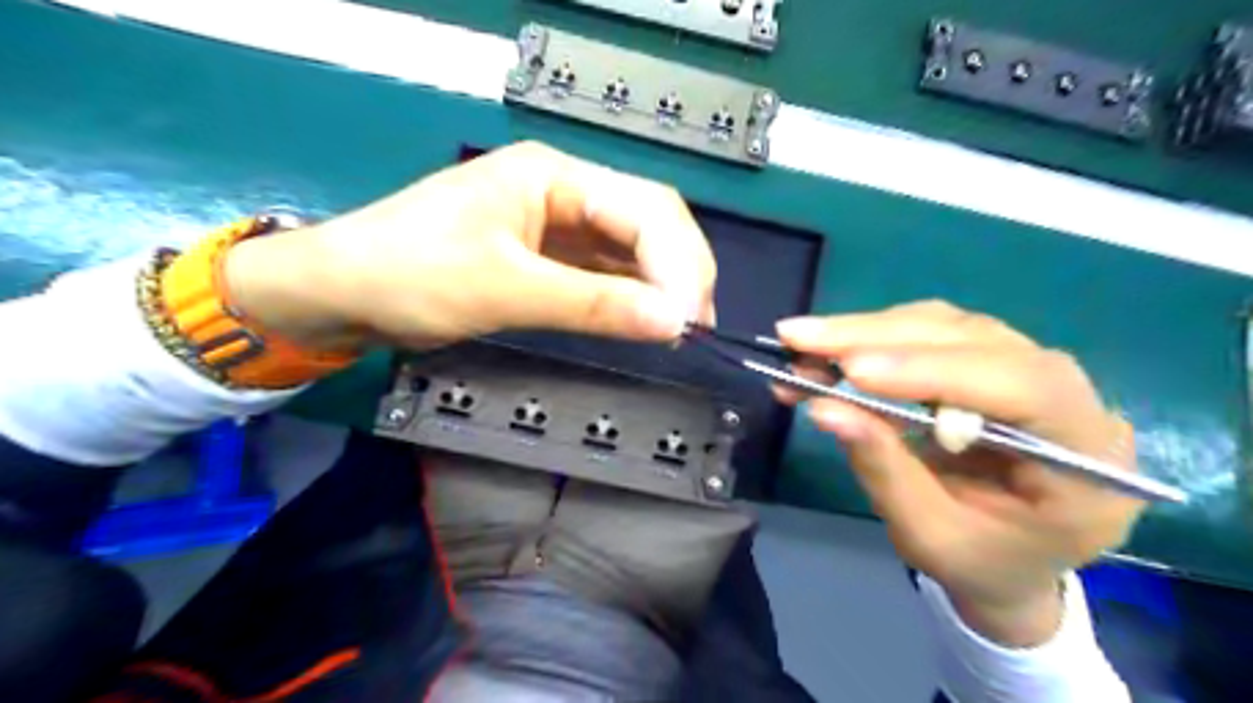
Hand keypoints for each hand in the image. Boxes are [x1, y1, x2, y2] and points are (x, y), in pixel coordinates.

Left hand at [222, 142, 713, 351]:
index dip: (677, 261)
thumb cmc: (409, 274)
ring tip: (681, 328)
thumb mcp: (504, 289)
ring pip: (631, 249)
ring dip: (660, 286)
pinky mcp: (548, 258)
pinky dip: (630, 297)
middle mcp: (564, 192)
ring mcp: (557, 226)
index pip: (645, 207)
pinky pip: (605, 273)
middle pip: (648, 222)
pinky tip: (646, 321)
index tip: (688, 317)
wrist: (341, 293)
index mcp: (553, 175)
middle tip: (696, 324)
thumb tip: (671, 322)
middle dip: (680, 271)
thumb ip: (592, 305)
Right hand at [781, 301, 1147, 647]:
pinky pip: (932, 333)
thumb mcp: (928, 534)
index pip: (1025, 388)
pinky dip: (875, 337)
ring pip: (949, 326)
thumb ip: (883, 469)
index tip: (853, 371)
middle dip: (879, 337)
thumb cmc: (980, 561)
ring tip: (804, 342)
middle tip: (799, 337)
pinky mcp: (993, 362)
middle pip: (977, 340)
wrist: (1011, 562)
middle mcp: (1074, 400)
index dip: (935, 370)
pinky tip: (832, 349)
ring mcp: (1033, 372)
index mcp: (1088, 463)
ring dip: (868, 330)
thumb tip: (824, 408)